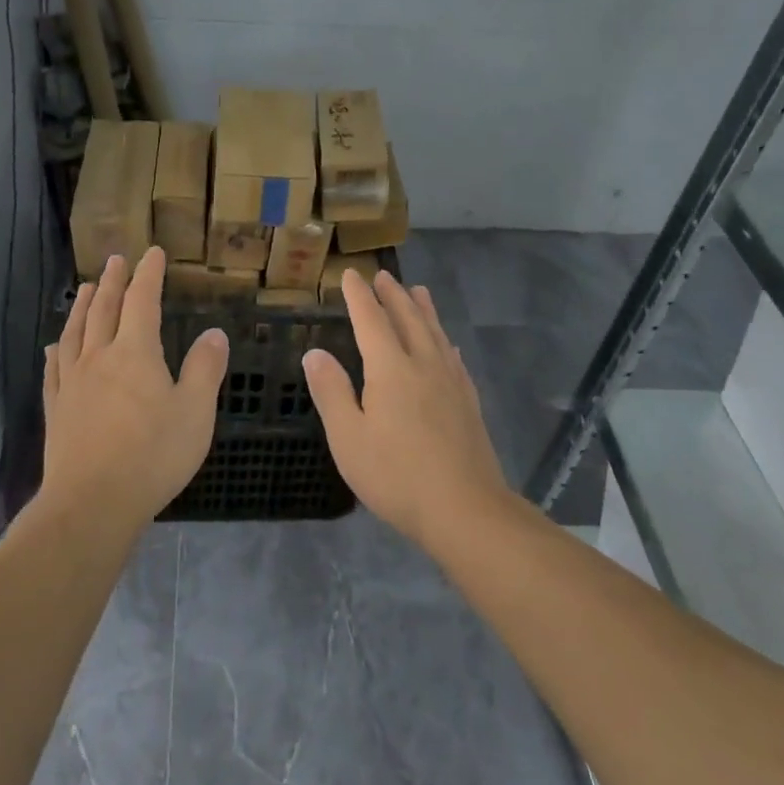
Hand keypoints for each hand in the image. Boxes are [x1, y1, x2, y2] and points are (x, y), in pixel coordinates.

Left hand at [41, 247, 229, 530]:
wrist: (92, 502)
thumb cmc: (152, 455)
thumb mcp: (195, 412)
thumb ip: (204, 369)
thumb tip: (214, 333)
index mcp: (135, 353)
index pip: (142, 301)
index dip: (148, 274)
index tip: (153, 253)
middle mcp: (99, 357)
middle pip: (104, 309)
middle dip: (112, 281)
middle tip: (115, 259)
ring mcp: (73, 382)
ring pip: (76, 332)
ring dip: (81, 306)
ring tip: (84, 288)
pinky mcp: (57, 409)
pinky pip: (54, 369)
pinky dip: (57, 350)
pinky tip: (54, 346)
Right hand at [303, 270, 509, 548]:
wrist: (465, 510)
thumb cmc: (396, 475)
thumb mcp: (348, 437)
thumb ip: (331, 391)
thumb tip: (314, 353)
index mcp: (390, 369)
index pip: (371, 320)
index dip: (359, 296)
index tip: (351, 274)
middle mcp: (423, 365)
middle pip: (408, 319)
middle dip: (392, 296)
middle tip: (383, 276)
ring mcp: (451, 383)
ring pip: (435, 334)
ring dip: (423, 310)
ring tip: (419, 291)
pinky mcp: (468, 402)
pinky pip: (454, 358)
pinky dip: (445, 342)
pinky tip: (448, 346)